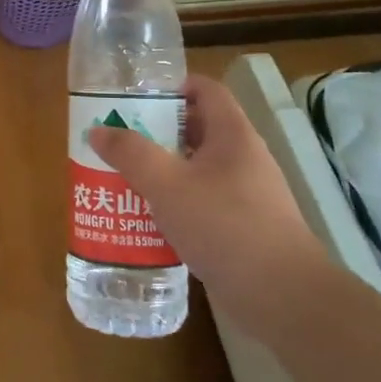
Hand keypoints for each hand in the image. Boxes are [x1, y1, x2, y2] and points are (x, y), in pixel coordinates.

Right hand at [85, 75, 321, 311]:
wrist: (281, 295)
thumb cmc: (224, 225)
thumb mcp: (166, 184)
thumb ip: (131, 153)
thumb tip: (98, 130)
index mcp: (232, 135)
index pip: (206, 90)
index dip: (173, 86)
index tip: (136, 97)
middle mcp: (244, 158)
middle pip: (198, 129)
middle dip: (157, 132)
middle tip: (119, 140)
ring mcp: (247, 194)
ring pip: (197, 169)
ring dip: (163, 171)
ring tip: (125, 179)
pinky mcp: (244, 227)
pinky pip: (204, 202)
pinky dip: (176, 203)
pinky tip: (148, 220)